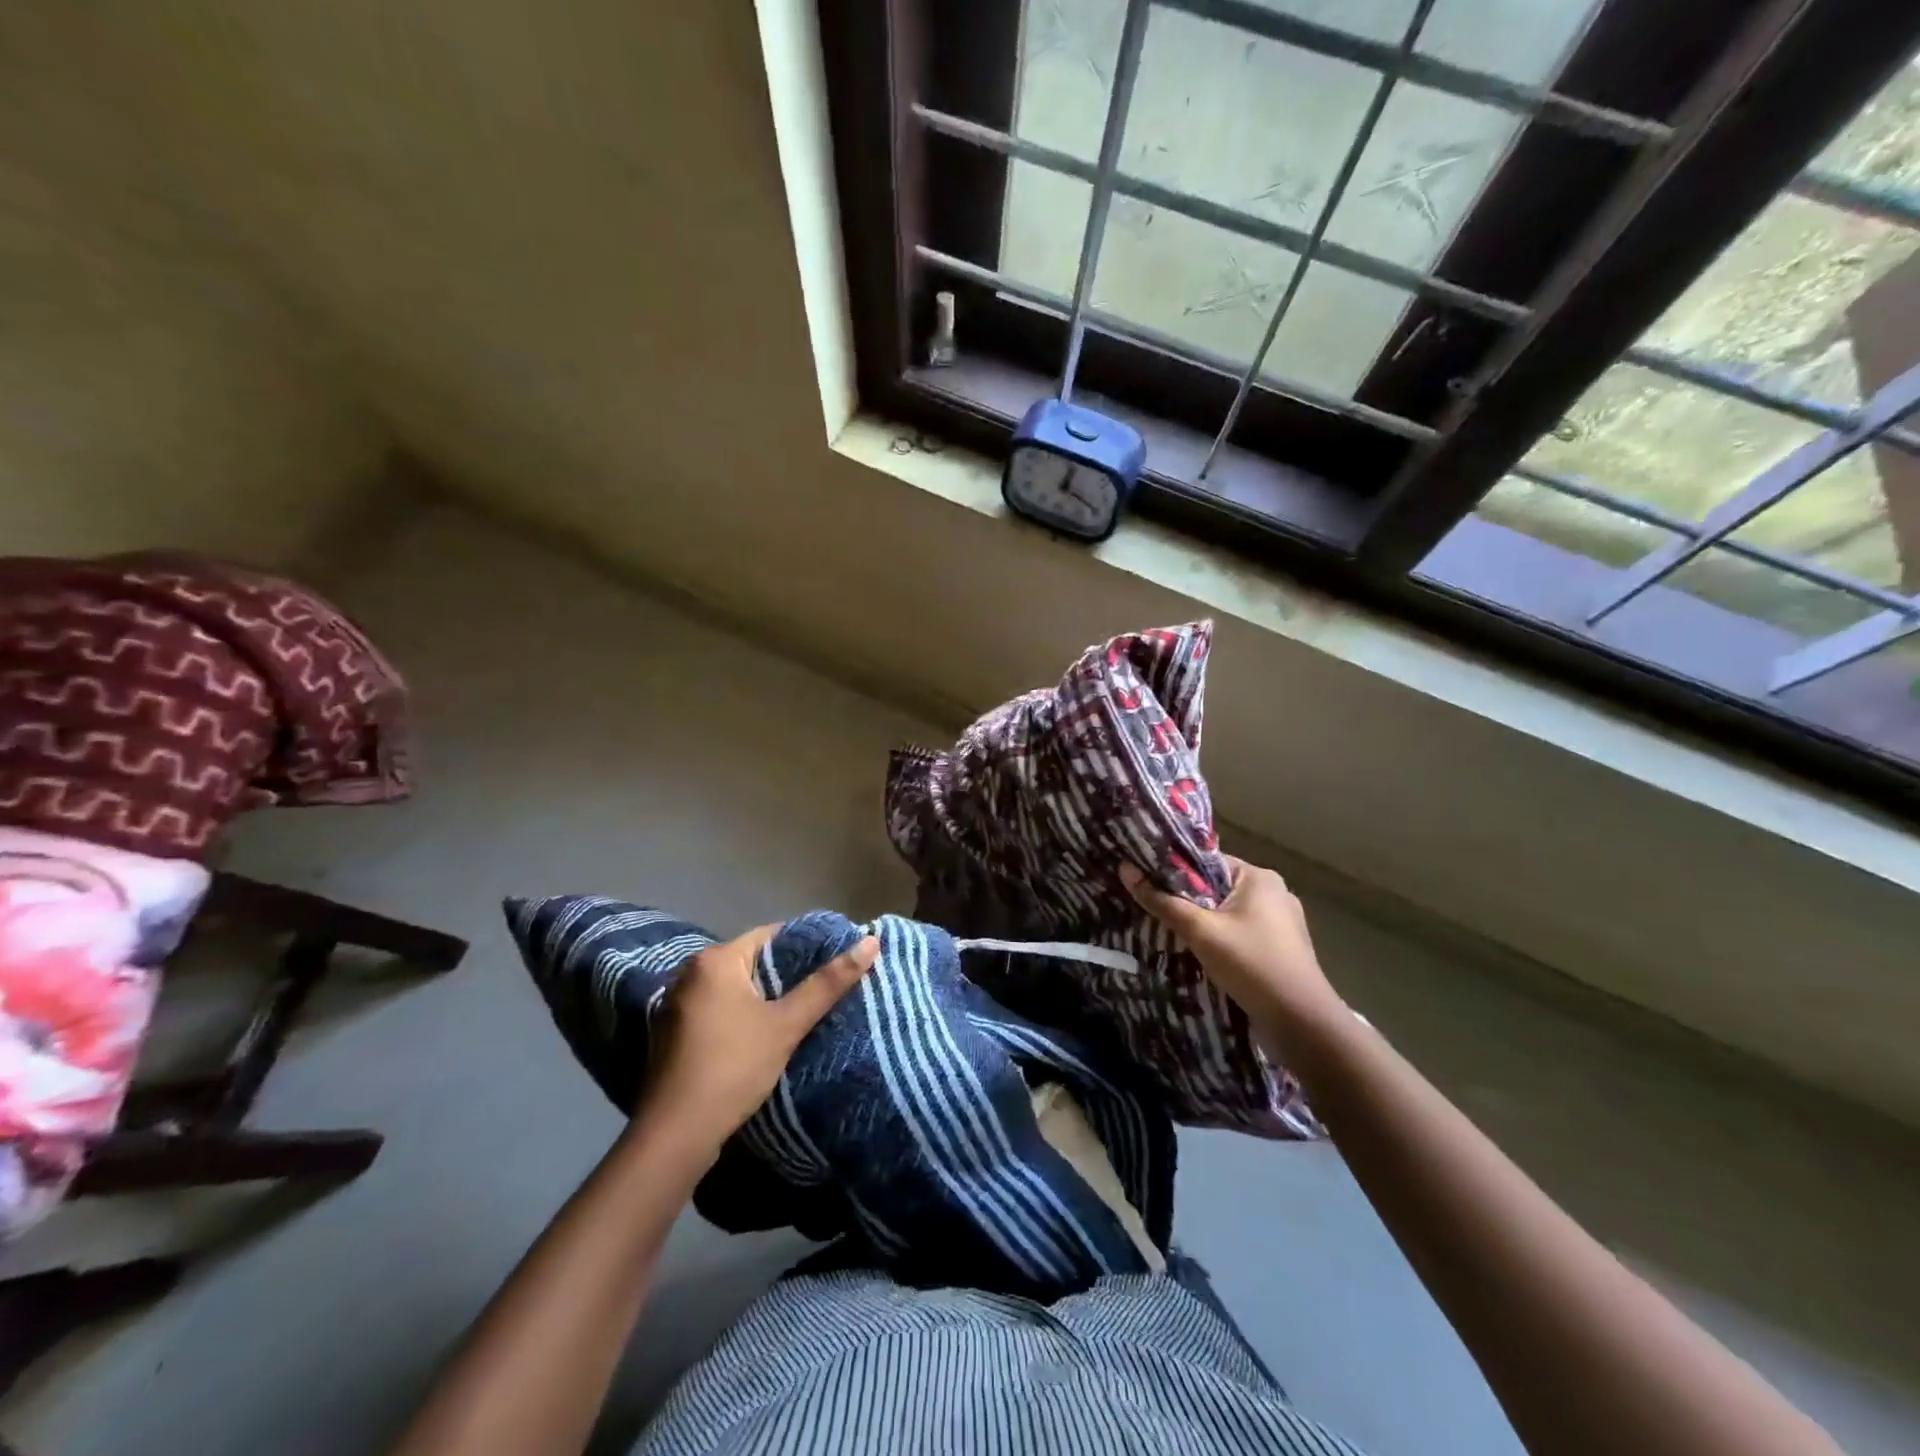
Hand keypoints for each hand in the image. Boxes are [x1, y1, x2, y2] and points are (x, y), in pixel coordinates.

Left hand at [641, 925, 877, 1151]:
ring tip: (801, 1009)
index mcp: (715, 960)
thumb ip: (827, 983)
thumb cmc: (733, 1067)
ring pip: (734, 988)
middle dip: (786, 974)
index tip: (836, 958)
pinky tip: (763, 1034)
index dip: (806, 945)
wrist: (675, 1135)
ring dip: (763, 997)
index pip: (770, 935)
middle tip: (824, 986)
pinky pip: (717, 1010)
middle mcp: (690, 973)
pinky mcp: (672, 1033)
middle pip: (751, 961)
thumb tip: (870, 942)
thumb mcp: (787, 1024)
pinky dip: (740, 1015)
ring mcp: (676, 1004)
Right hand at [1121, 857, 1344, 1048]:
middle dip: (1187, 899)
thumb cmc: (1250, 964)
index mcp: (1259, 877)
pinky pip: (1241, 934)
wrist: (1302, 1023)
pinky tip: (1201, 955)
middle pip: (1217, 887)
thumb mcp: (1200, 931)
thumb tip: (1125, 870)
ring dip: (1203, 923)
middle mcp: (1274, 893)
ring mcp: (1282, 923)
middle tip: (1153, 908)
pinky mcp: (1282, 949)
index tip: (1146, 880)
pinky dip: (1221, 940)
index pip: (1207, 861)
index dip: (1175, 870)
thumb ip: (1162, 901)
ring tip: (1171, 932)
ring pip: (1228, 913)